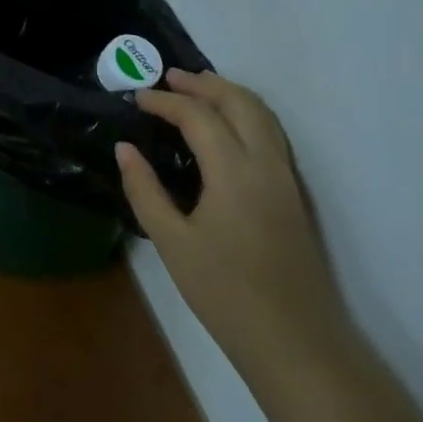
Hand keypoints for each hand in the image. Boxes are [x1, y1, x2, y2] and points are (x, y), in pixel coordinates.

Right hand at [117, 69, 347, 388]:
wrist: (297, 343)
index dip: (165, 101)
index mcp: (234, 171)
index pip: (199, 116)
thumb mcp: (172, 243)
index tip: (137, 99)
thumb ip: (145, 190)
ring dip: (228, 93)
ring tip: (196, 90)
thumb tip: (125, 149)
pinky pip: (271, 133)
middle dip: (202, 83)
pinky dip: (246, 112)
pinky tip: (226, 126)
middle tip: (168, 78)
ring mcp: (286, 177)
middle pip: (239, 101)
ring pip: (262, 114)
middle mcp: (266, 163)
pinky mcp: (294, 193)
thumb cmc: (225, 294)